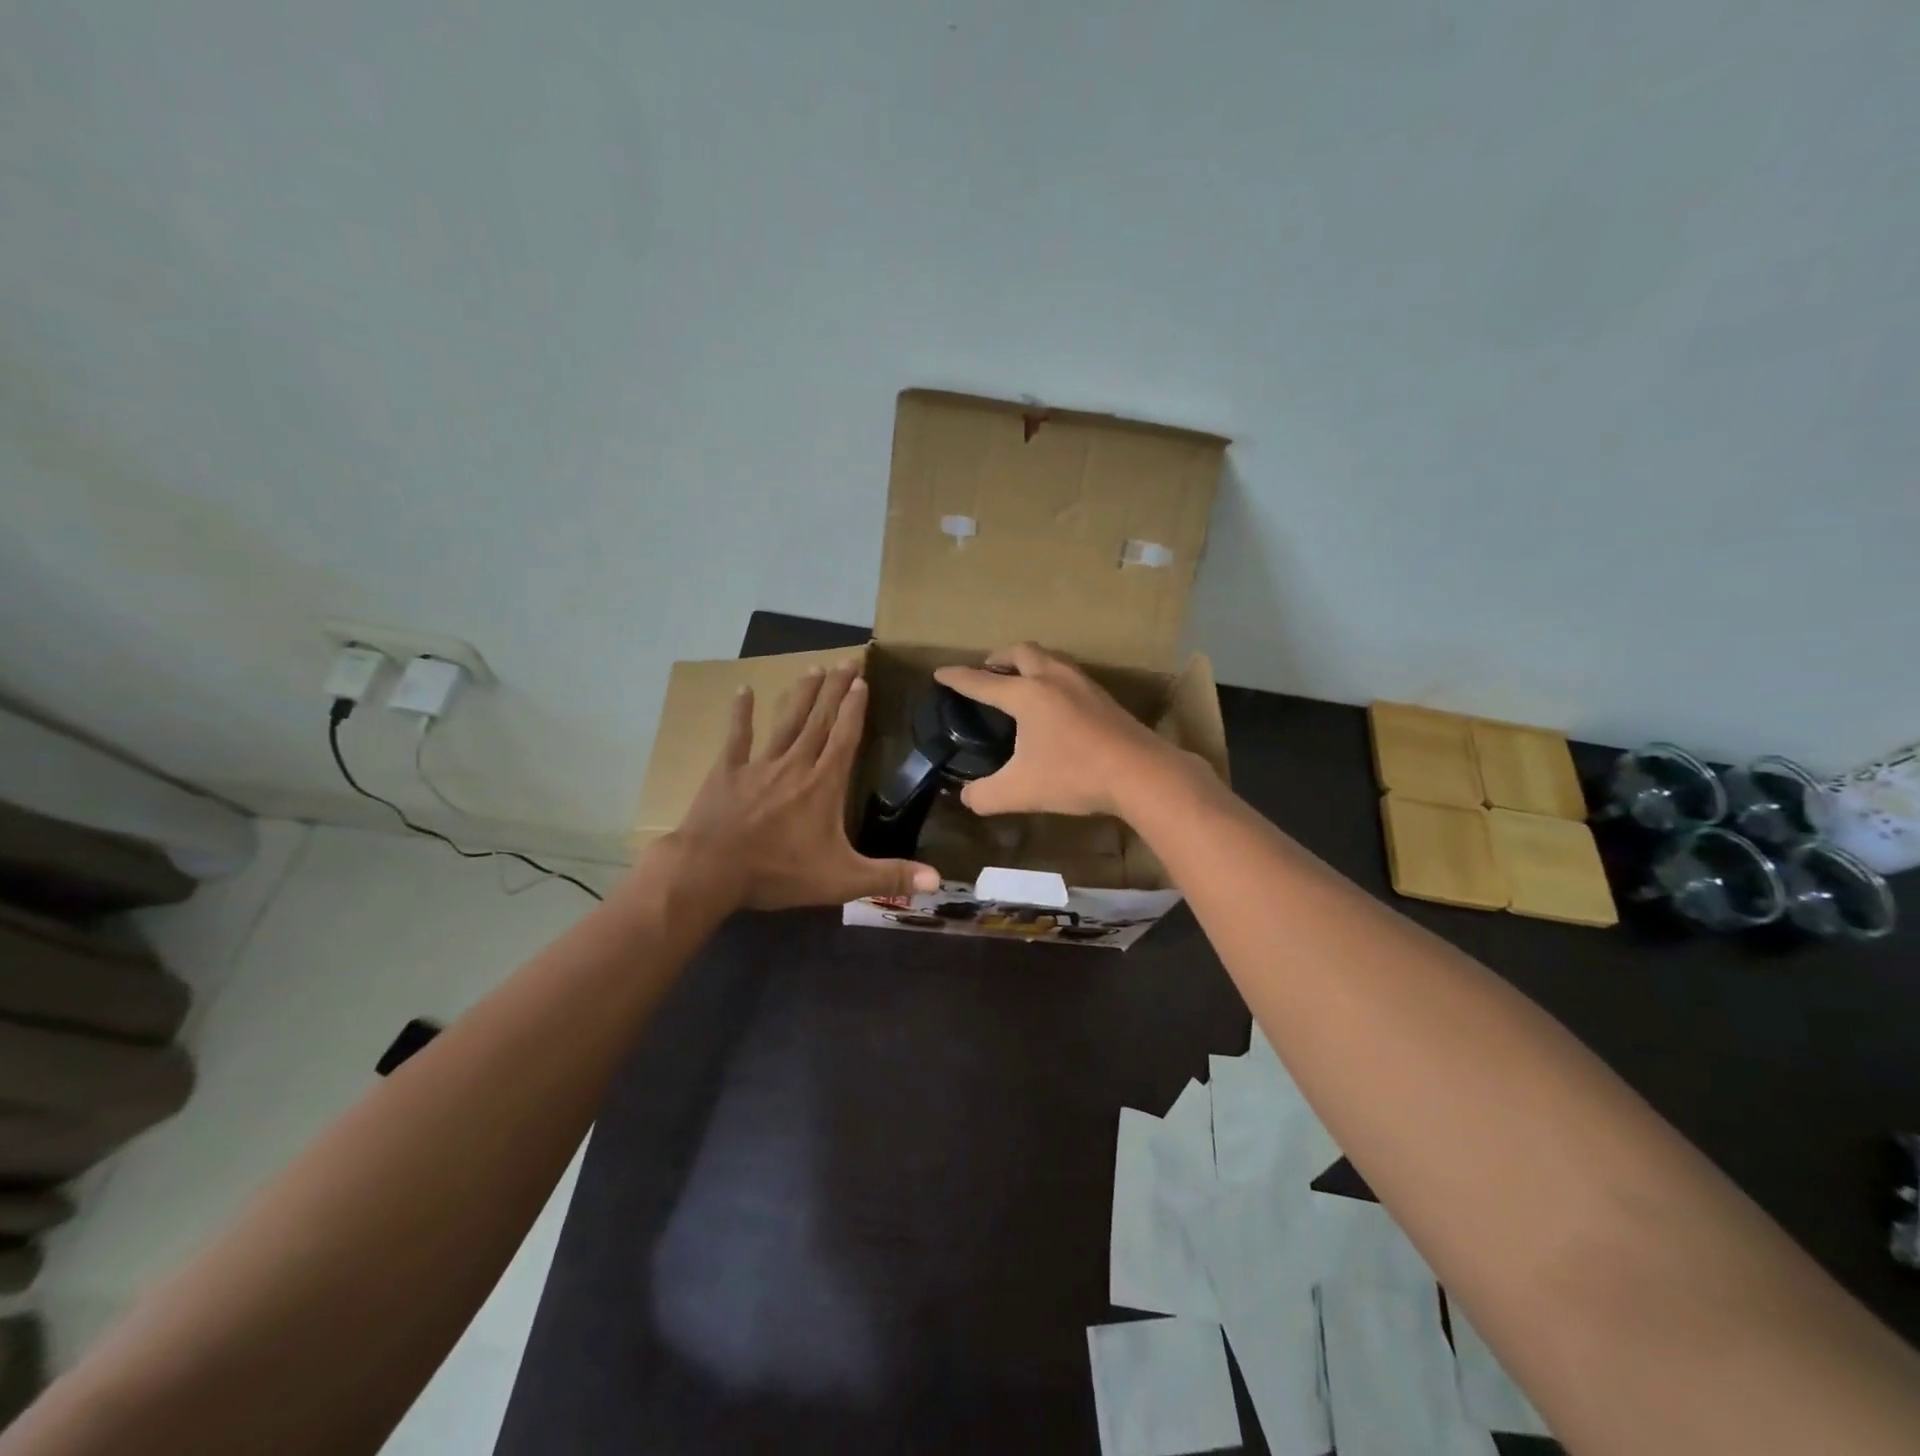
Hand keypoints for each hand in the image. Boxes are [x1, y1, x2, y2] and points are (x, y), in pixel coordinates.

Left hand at [670, 663, 939, 910]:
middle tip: (846, 659)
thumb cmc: (778, 872)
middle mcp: (795, 765)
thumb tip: (937, 881)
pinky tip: (743, 689)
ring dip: (802, 694)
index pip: (845, 738)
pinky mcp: (727, 772)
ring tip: (813, 668)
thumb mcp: (842, 880)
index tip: (863, 681)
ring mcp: (759, 765)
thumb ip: (889, 877)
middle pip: (820, 720)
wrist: (711, 872)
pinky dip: (741, 713)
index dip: (855, 709)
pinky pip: (737, 737)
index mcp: (823, 784)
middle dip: (835, 689)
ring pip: (786, 722)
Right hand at [933, 643, 1187, 818]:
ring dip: (1028, 663)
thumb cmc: (1074, 776)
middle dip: (997, 658)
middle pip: (1020, 652)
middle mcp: (1053, 679)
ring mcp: (1083, 684)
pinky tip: (1055, 703)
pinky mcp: (1104, 697)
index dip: (958, 678)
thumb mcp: (1019, 792)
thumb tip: (967, 797)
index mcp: (1026, 695)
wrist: (1141, 774)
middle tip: (986, 671)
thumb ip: (984, 795)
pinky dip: (1050, 677)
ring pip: (1049, 659)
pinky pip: (1068, 674)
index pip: (982, 682)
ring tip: (1019, 683)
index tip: (940, 673)